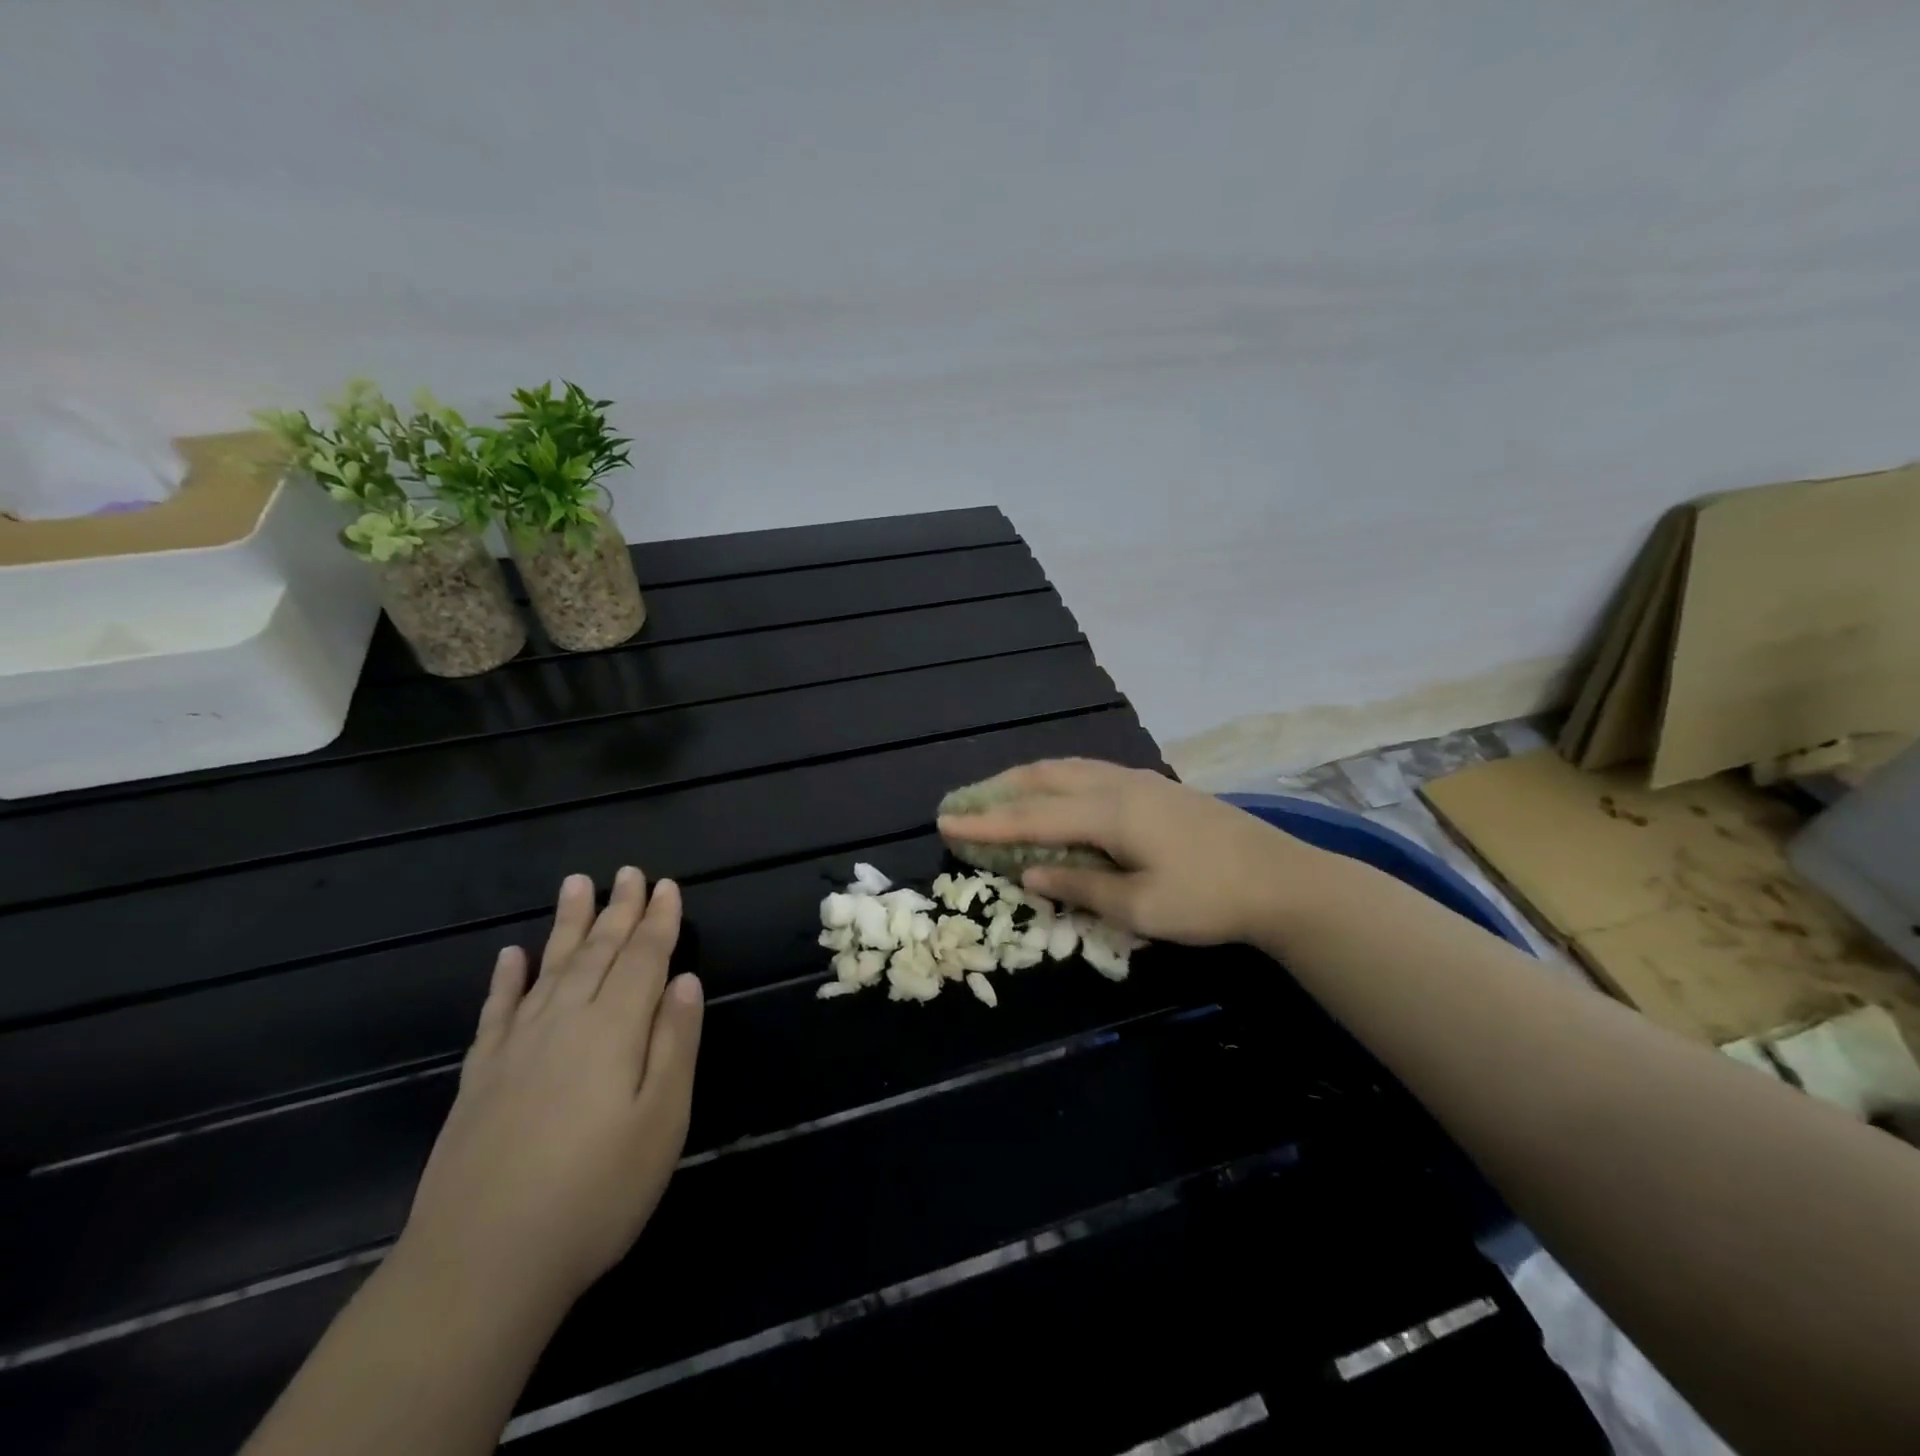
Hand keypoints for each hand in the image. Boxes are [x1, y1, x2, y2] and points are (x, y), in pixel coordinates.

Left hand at [397, 867, 703, 1318]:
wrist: (480, 1265)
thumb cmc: (595, 1194)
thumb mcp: (662, 1122)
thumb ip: (675, 1044)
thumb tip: (684, 981)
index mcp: (613, 1030)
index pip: (643, 958)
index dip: (658, 921)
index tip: (667, 885)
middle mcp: (564, 1022)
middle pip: (598, 952)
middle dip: (618, 910)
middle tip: (629, 871)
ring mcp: (516, 1047)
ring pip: (549, 968)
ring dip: (567, 925)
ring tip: (577, 884)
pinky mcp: (480, 1077)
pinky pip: (497, 1011)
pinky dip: (506, 979)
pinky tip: (510, 956)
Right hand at [937, 759, 1325, 945]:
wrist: (1282, 879)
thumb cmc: (1208, 899)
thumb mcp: (1139, 909)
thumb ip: (1079, 886)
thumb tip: (1027, 873)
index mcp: (1109, 813)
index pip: (1031, 817)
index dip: (985, 822)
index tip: (944, 822)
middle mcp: (1117, 785)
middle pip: (1044, 779)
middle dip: (998, 790)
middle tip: (963, 802)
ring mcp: (1139, 781)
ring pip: (1067, 768)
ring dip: (1027, 779)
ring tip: (998, 792)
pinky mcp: (1156, 787)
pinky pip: (1089, 771)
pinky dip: (1057, 779)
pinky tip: (1057, 791)